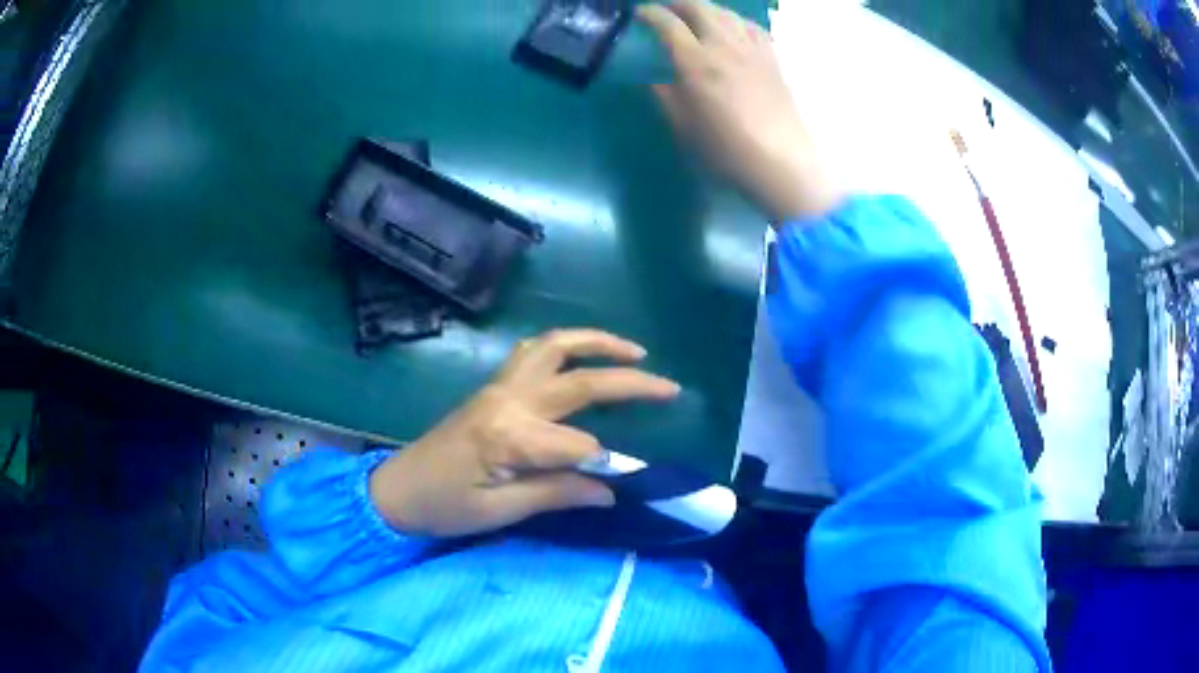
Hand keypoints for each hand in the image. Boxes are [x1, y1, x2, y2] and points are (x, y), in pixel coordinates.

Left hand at [369, 329, 680, 536]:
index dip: (604, 465)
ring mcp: (498, 387)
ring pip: (553, 347)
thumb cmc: (443, 507)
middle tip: (669, 387)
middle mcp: (508, 401)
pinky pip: (532, 352)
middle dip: (629, 382)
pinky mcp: (492, 387)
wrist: (397, 489)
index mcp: (508, 437)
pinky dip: (564, 346)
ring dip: (595, 342)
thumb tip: (611, 489)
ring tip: (633, 352)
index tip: (620, 484)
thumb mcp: (499, 512)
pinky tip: (580, 356)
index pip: (579, 445)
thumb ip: (556, 494)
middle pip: (579, 381)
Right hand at [638, 0, 843, 222]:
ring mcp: (751, 49)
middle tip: (665, 8)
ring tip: (695, 15)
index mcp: (695, 62)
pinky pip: (751, 27)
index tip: (639, 14)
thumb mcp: (683, 127)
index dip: (649, 14)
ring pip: (726, 12)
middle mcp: (723, 45)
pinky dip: (735, 20)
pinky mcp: (772, 59)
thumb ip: (665, 97)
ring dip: (706, 8)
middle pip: (699, 6)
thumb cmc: (726, 150)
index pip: (667, 23)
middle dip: (677, 2)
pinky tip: (732, 28)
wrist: (782, 162)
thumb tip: (655, 80)